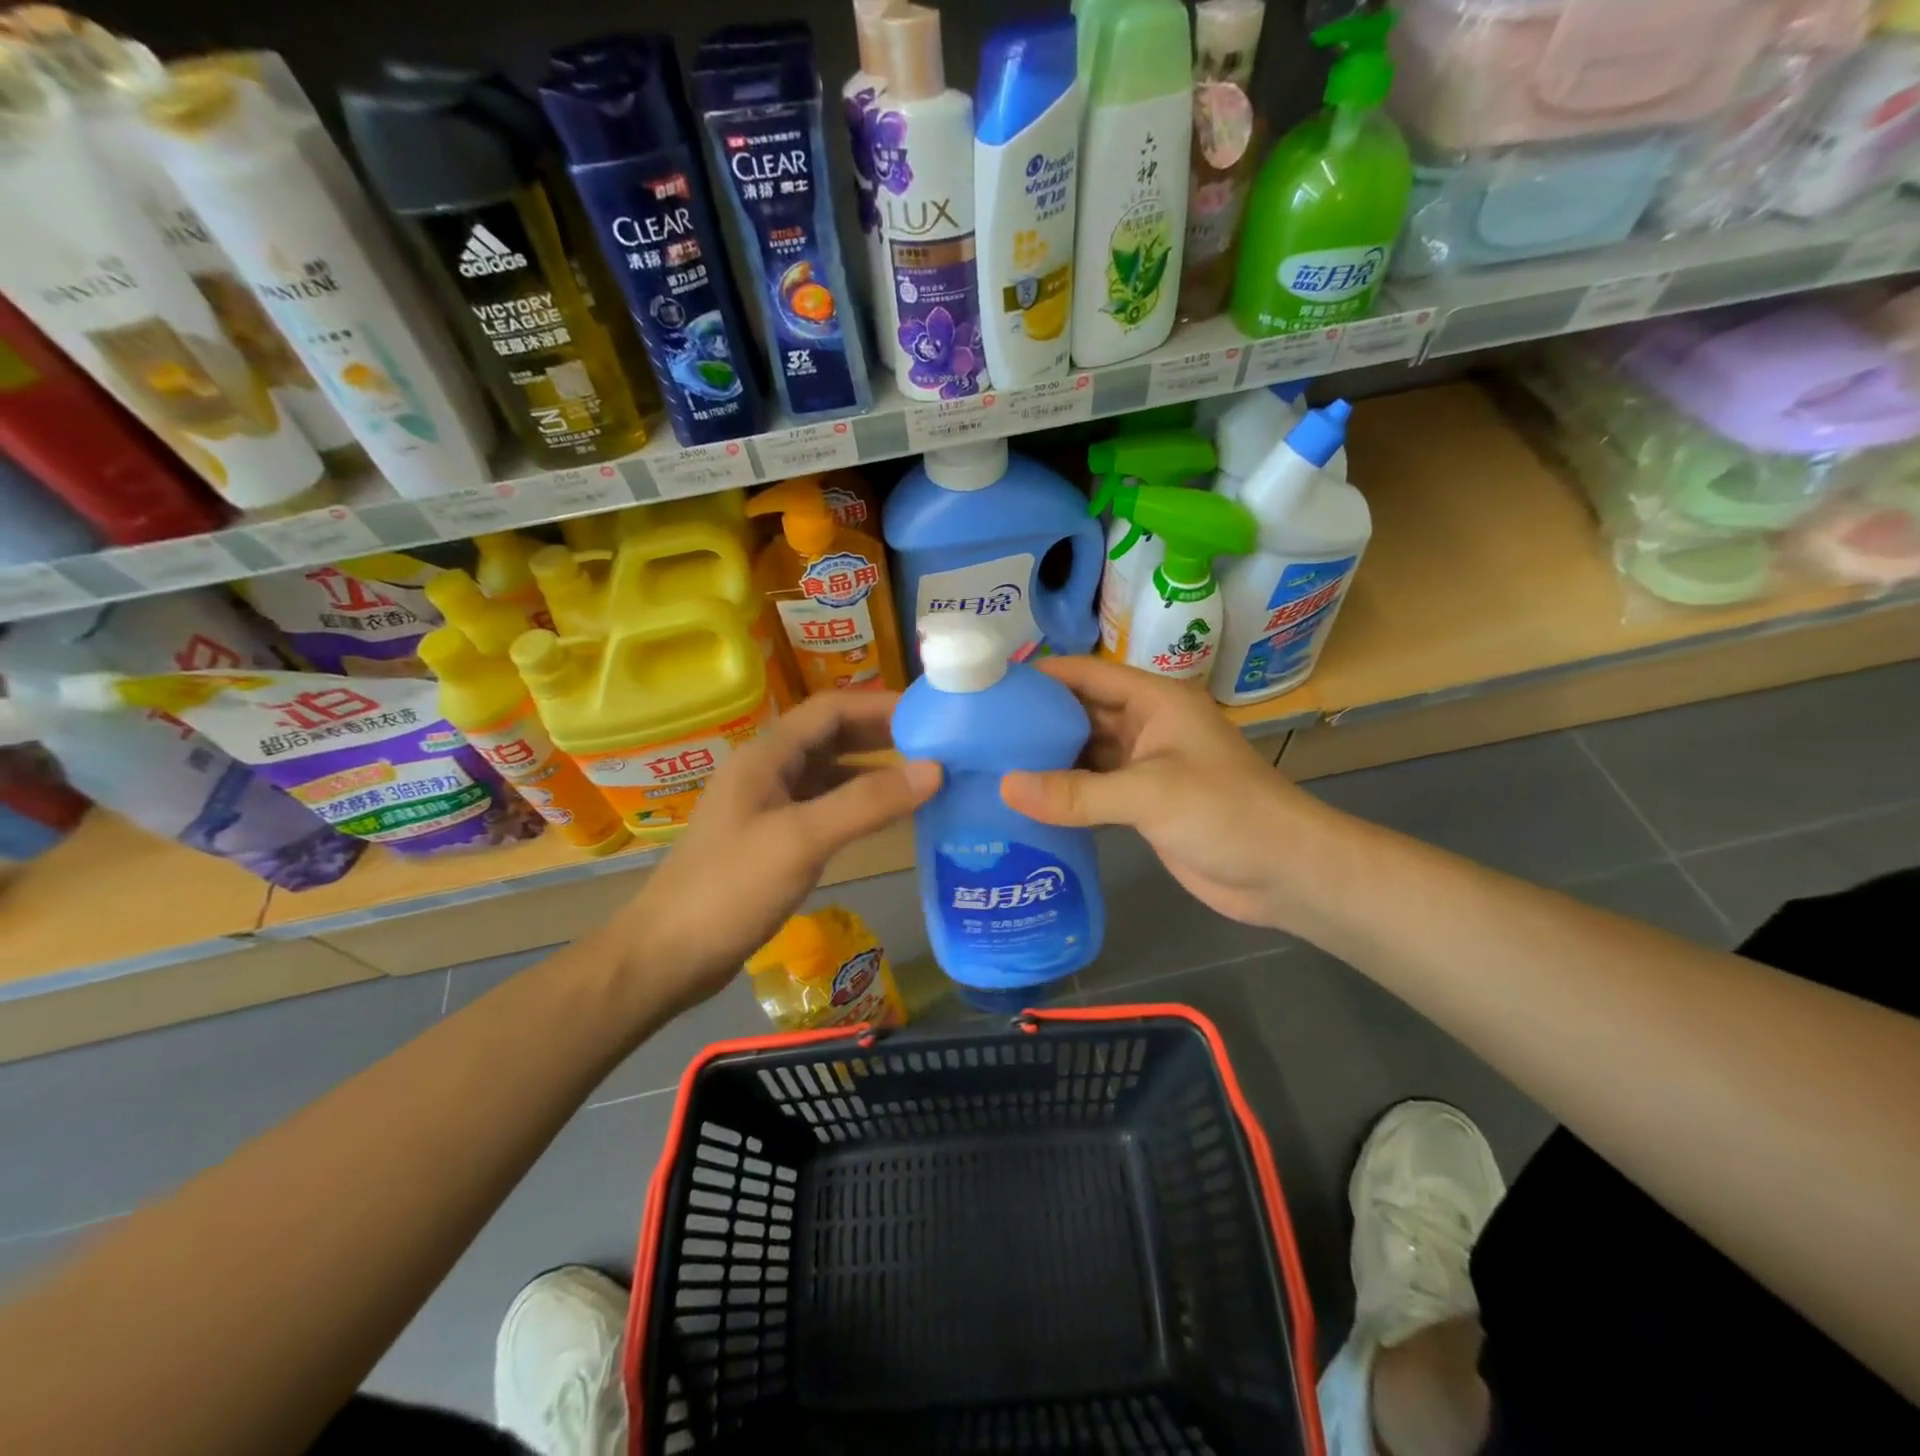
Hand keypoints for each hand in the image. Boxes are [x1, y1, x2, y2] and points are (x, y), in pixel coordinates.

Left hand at [610, 692, 939, 1016]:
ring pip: (828, 773)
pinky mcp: (771, 838)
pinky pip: (822, 806)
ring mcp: (767, 805)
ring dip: (871, 771)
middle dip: (880, 736)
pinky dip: (856, 805)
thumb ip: (867, 803)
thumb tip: (935, 769)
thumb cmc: (731, 889)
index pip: (830, 710)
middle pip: (830, 736)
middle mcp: (766, 771)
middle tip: (936, 746)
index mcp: (766, 756)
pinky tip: (884, 820)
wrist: (668, 956)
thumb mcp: (802, 840)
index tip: (930, 716)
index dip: (879, 706)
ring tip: (921, 780)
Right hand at [1000, 656, 1318, 928]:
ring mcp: (1143, 766)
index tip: (986, 687)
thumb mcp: (1150, 795)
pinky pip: (1092, 789)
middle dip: (1034, 720)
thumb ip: (1077, 792)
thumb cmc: (1226, 813)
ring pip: (1083, 753)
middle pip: (1079, 712)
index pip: (1085, 674)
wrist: (1285, 873)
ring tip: (988, 766)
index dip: (1039, 676)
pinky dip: (1062, 793)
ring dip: (1045, 759)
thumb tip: (1005, 787)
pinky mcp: (1141, 803)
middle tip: (975, 733)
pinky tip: (1024, 803)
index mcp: (1154, 700)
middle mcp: (1145, 725)